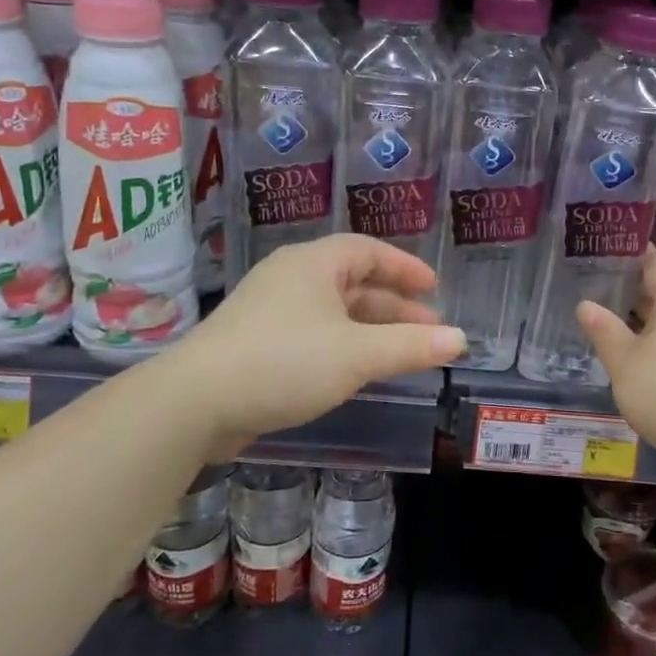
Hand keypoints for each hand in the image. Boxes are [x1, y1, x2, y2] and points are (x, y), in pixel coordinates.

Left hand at [163, 234, 465, 447]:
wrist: (194, 403)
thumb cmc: (284, 362)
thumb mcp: (357, 354)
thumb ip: (411, 346)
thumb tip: (461, 340)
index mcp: (314, 264)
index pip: (369, 251)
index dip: (405, 267)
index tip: (434, 287)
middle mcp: (291, 278)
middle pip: (353, 283)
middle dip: (394, 307)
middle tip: (429, 329)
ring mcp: (270, 311)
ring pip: (334, 312)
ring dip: (371, 330)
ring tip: (404, 353)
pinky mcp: (256, 343)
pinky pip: (314, 334)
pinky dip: (344, 345)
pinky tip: (358, 369)